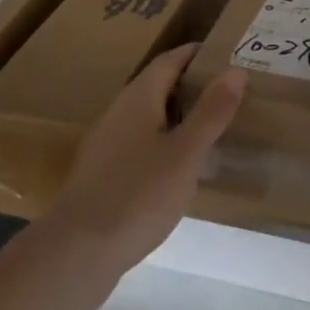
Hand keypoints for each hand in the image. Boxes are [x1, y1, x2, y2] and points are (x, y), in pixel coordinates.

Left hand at [41, 43, 245, 282]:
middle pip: (159, 85)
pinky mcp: (102, 174)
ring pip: (149, 116)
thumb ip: (211, 111)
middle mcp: (119, 111)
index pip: (171, 59)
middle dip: (192, 85)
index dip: (199, 54)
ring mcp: (106, 143)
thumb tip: (235, 70)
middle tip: (229, 94)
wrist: (75, 255)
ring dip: (179, 115)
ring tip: (211, 129)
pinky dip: (164, 142)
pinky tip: (179, 168)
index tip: (229, 57)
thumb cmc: (137, 196)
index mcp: (139, 97)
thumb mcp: (185, 154)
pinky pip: (140, 143)